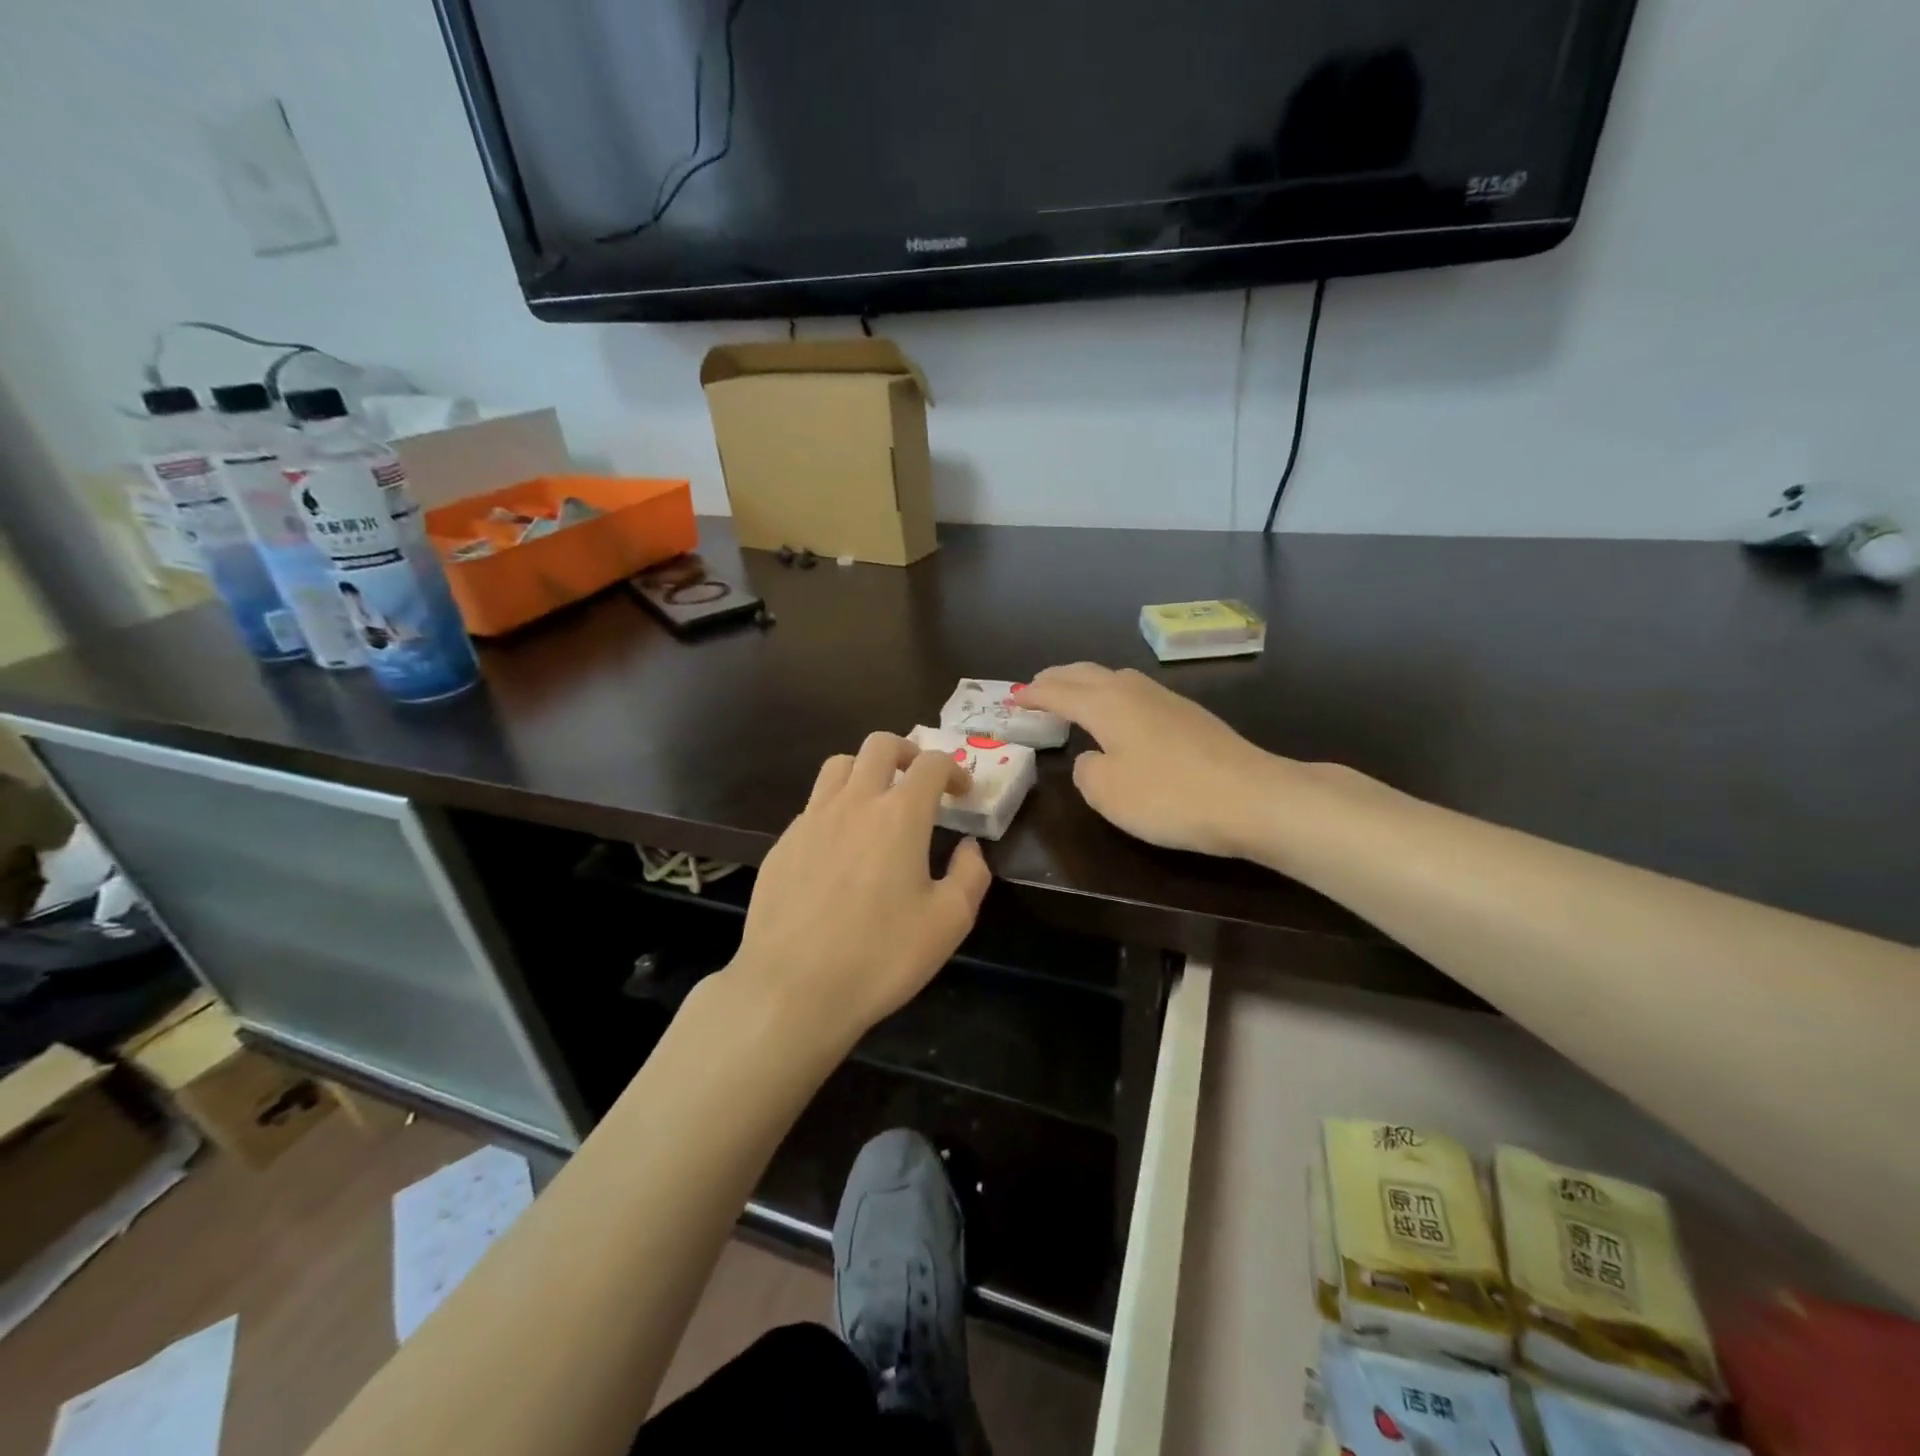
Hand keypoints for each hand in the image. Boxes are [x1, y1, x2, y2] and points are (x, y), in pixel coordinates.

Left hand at [725, 733, 991, 1052]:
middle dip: (907, 751)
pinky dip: (835, 807)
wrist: (792, 990)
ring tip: (877, 801)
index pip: (930, 764)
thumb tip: (968, 847)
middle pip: (879, 744)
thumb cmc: (880, 957)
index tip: (962, 792)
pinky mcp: (782, 844)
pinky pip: (813, 805)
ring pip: (838, 765)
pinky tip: (840, 847)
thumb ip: (970, 875)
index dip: (952, 769)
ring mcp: (811, 820)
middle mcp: (854, 803)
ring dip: (865, 769)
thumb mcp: (948, 923)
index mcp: (899, 816)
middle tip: (919, 780)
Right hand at [1018, 664, 1294, 859]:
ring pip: (1114, 678)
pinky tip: (1119, 715)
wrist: (1253, 798)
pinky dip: (1112, 696)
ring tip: (1072, 696)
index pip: (1058, 691)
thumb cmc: (1169, 796)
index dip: (1032, 694)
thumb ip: (1086, 771)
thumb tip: (1091, 758)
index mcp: (1106, 704)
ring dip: (1086, 683)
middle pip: (1086, 673)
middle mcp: (1133, 691)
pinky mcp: (1190, 715)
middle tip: (1035, 688)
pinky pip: (1135, 693)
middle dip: (1057, 678)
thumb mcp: (1108, 792)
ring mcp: (1166, 699)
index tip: (1012, 698)